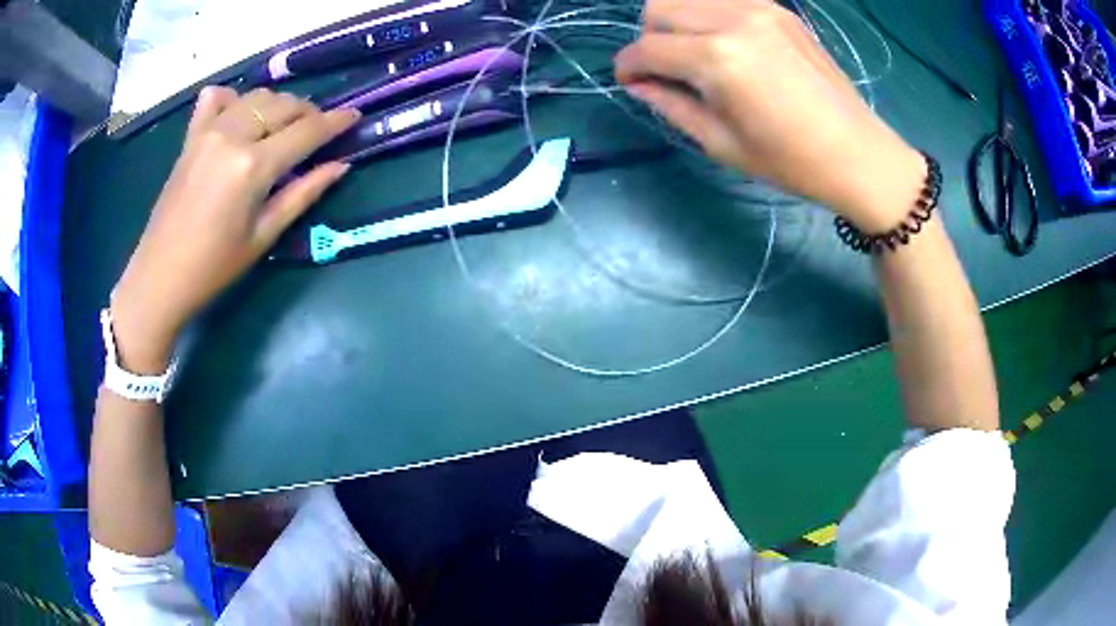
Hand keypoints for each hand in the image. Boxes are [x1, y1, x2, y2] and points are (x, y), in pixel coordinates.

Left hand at [110, 87, 359, 371]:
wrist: (160, 276)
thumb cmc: (214, 267)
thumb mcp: (263, 236)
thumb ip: (303, 195)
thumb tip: (340, 166)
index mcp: (253, 166)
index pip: (306, 131)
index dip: (335, 122)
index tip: (355, 117)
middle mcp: (232, 136)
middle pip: (283, 105)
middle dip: (308, 113)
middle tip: (318, 131)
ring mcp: (208, 132)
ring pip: (256, 97)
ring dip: (278, 105)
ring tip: (284, 125)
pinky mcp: (191, 137)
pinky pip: (215, 99)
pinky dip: (233, 99)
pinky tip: (239, 114)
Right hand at [614, 0, 925, 230]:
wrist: (856, 152)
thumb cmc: (789, 161)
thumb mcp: (720, 143)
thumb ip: (670, 105)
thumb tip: (637, 83)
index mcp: (716, 59)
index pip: (646, 48)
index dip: (628, 66)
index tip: (630, 81)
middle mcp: (732, 20)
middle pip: (659, 8)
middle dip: (650, 38)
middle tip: (665, 69)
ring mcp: (758, 8)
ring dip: (678, 23)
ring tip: (695, 55)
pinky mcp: (778, 9)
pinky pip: (723, 0)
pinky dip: (710, 16)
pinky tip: (726, 44)